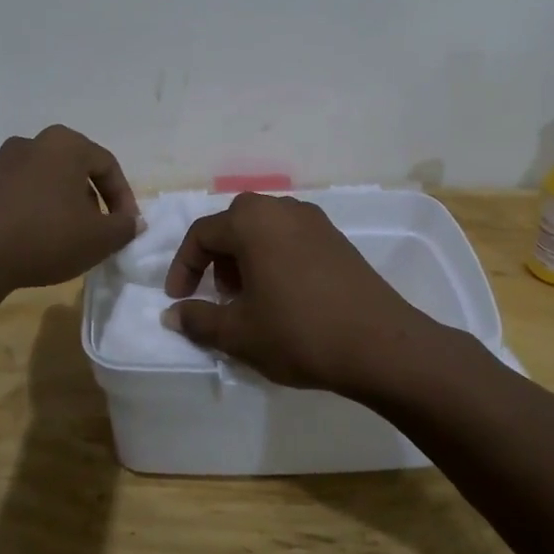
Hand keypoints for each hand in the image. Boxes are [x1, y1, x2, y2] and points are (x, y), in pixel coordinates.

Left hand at [0, 126, 141, 293]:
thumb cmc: (46, 236)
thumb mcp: (99, 238)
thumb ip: (124, 227)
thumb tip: (132, 222)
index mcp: (65, 144)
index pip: (108, 166)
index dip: (124, 199)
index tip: (127, 227)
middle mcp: (33, 143)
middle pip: (76, 171)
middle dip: (93, 201)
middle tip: (99, 232)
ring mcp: (2, 162)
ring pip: (47, 182)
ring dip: (64, 207)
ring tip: (68, 239)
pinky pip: (21, 195)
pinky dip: (36, 212)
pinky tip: (36, 241)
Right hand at [162, 193, 441, 395]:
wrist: (381, 345)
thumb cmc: (298, 332)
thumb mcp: (239, 333)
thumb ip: (198, 319)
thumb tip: (172, 315)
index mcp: (252, 221)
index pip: (202, 234)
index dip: (183, 267)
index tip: (178, 300)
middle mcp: (282, 209)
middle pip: (234, 224)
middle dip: (216, 259)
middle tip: (218, 295)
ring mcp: (314, 221)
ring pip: (264, 229)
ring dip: (245, 258)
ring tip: (249, 299)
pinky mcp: (337, 239)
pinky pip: (291, 238)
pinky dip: (274, 258)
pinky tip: (283, 296)